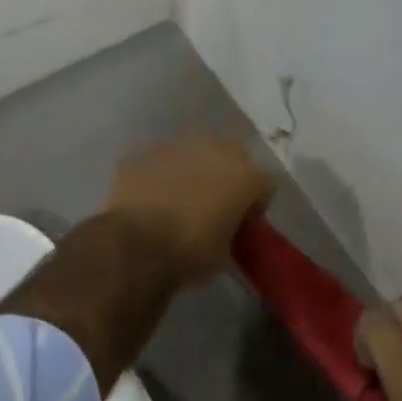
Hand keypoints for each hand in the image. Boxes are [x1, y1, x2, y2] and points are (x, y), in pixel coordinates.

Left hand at [105, 137, 273, 280]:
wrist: (137, 245)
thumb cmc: (191, 253)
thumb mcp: (225, 253)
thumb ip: (231, 231)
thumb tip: (222, 229)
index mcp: (245, 177)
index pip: (265, 184)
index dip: (255, 204)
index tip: (243, 222)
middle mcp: (216, 151)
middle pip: (232, 155)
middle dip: (227, 174)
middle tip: (215, 202)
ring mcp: (178, 147)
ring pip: (194, 152)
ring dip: (193, 169)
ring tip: (179, 197)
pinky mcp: (146, 152)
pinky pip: (161, 159)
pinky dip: (160, 173)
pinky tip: (151, 195)